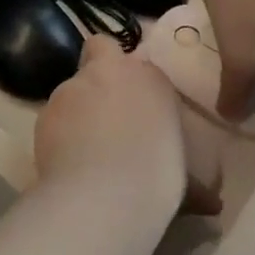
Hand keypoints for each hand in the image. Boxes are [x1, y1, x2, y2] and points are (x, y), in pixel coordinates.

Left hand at [35, 36, 222, 216]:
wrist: (105, 194)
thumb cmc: (158, 178)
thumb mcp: (187, 176)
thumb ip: (191, 176)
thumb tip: (211, 202)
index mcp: (150, 77)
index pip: (141, 64)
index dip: (136, 82)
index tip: (139, 109)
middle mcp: (109, 70)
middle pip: (99, 53)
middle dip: (99, 74)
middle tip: (106, 113)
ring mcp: (71, 87)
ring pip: (72, 88)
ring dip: (77, 108)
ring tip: (84, 149)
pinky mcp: (44, 112)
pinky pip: (53, 118)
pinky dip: (58, 134)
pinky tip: (66, 164)